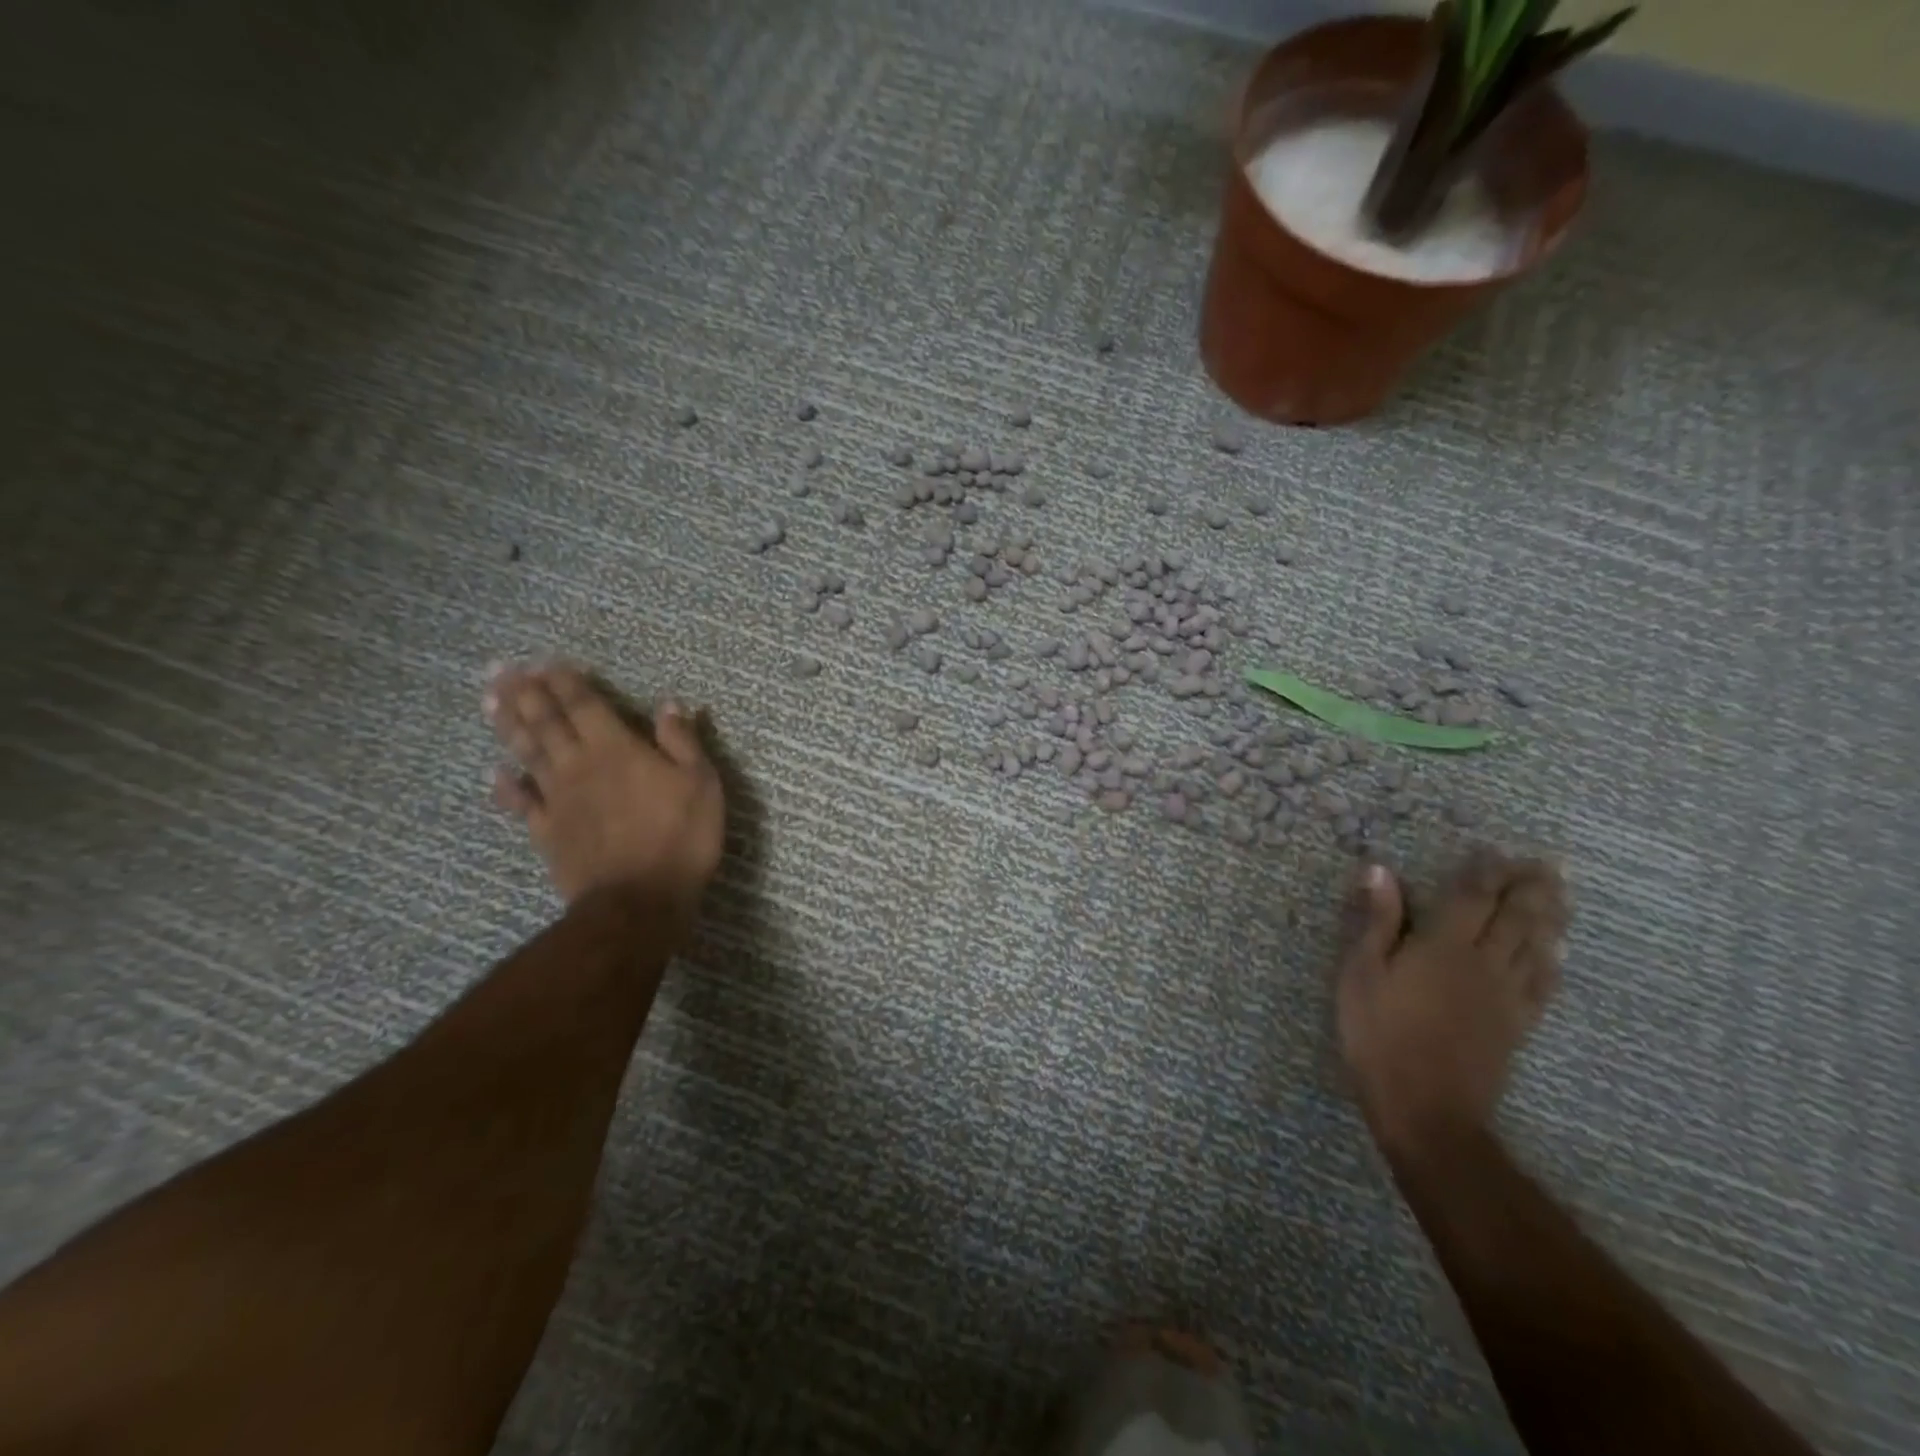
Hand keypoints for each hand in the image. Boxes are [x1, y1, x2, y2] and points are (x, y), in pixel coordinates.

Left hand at [486, 663, 724, 910]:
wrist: (639, 900)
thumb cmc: (681, 837)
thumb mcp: (701, 783)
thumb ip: (682, 741)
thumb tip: (669, 704)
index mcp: (617, 749)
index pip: (585, 705)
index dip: (565, 682)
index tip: (547, 661)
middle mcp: (579, 765)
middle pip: (546, 722)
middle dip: (525, 693)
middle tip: (501, 669)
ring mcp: (557, 799)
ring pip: (527, 753)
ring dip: (508, 725)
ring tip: (489, 701)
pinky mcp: (546, 831)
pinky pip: (521, 803)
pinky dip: (506, 786)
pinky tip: (494, 773)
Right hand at [1335, 851, 1566, 1161]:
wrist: (1425, 1107)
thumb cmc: (1379, 1034)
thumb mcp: (1361, 973)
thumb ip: (1376, 921)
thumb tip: (1380, 870)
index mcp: (1443, 946)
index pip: (1471, 897)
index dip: (1485, 871)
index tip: (1495, 850)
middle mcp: (1483, 963)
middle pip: (1515, 917)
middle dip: (1530, 887)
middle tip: (1547, 863)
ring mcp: (1505, 996)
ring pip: (1535, 946)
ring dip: (1549, 917)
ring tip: (1560, 894)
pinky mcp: (1516, 1025)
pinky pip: (1542, 984)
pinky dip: (1551, 962)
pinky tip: (1555, 954)